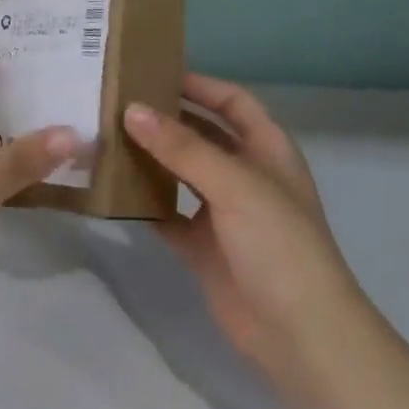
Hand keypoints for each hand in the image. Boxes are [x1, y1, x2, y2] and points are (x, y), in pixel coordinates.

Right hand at [125, 75, 363, 383]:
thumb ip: (182, 147)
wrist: (301, 336)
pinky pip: (169, 216)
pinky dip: (145, 204)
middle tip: (118, 102)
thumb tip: (132, 109)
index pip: (233, 102)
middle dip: (167, 119)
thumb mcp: (235, 185)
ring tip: (108, 138)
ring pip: (182, 173)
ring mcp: (225, 213)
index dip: (200, 84)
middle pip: (203, 135)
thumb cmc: (279, 244)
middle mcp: (246, 175)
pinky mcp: (204, 247)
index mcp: (267, 150)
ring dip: (152, 158)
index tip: (155, 71)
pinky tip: (113, 191)